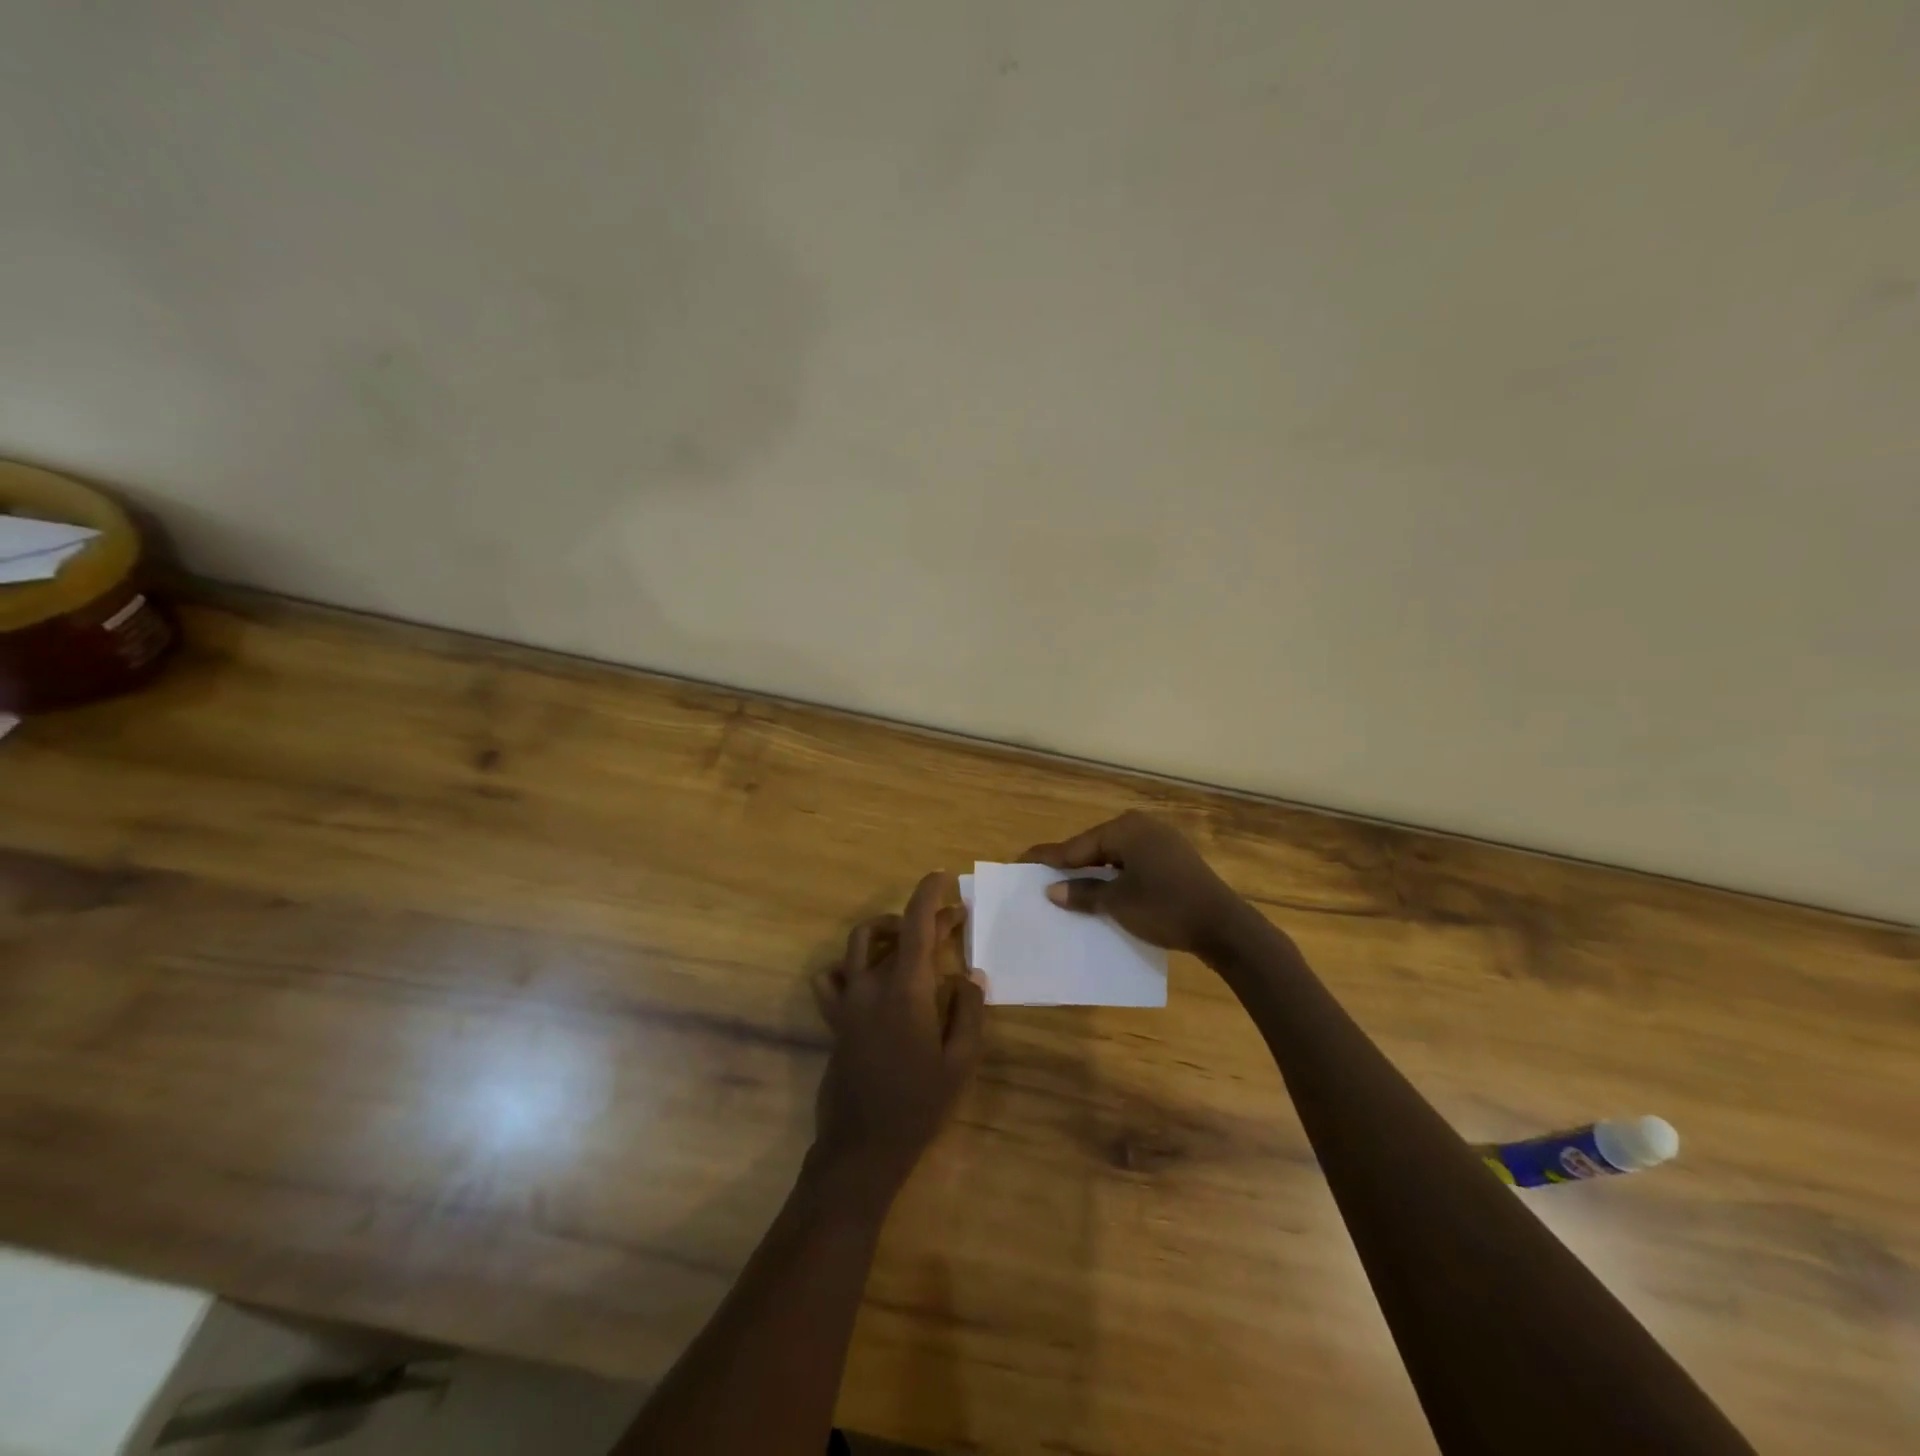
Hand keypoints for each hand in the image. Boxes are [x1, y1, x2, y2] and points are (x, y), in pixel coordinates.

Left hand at [811, 872, 985, 1193]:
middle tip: (955, 920)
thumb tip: (969, 974)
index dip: (930, 895)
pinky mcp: (835, 1017)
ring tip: (912, 940)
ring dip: (888, 930)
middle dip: (926, 918)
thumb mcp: (960, 1062)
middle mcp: (871, 985)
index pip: (917, 926)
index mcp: (906, 990)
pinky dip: (849, 965)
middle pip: (897, 932)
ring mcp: (848, 1000)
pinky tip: (869, 976)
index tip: (944, 877)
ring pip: (860, 942)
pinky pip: (831, 976)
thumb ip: (969, 1011)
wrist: (862, 1147)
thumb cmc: (919, 1105)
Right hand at [1023, 811, 1249, 956]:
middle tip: (1043, 876)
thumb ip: (1083, 893)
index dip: (1049, 857)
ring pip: (1116, 855)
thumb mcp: (1117, 903)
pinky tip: (1106, 891)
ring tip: (1069, 886)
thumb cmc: (1165, 908)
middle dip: (1071, 863)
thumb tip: (1053, 890)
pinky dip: (1117, 876)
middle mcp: (1144, 827)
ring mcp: (1163, 842)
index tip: (1022, 860)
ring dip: (1095, 872)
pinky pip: (1134, 863)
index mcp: (1126, 829)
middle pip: (1096, 846)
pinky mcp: (1175, 860)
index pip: (1077, 845)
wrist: (1225, 927)